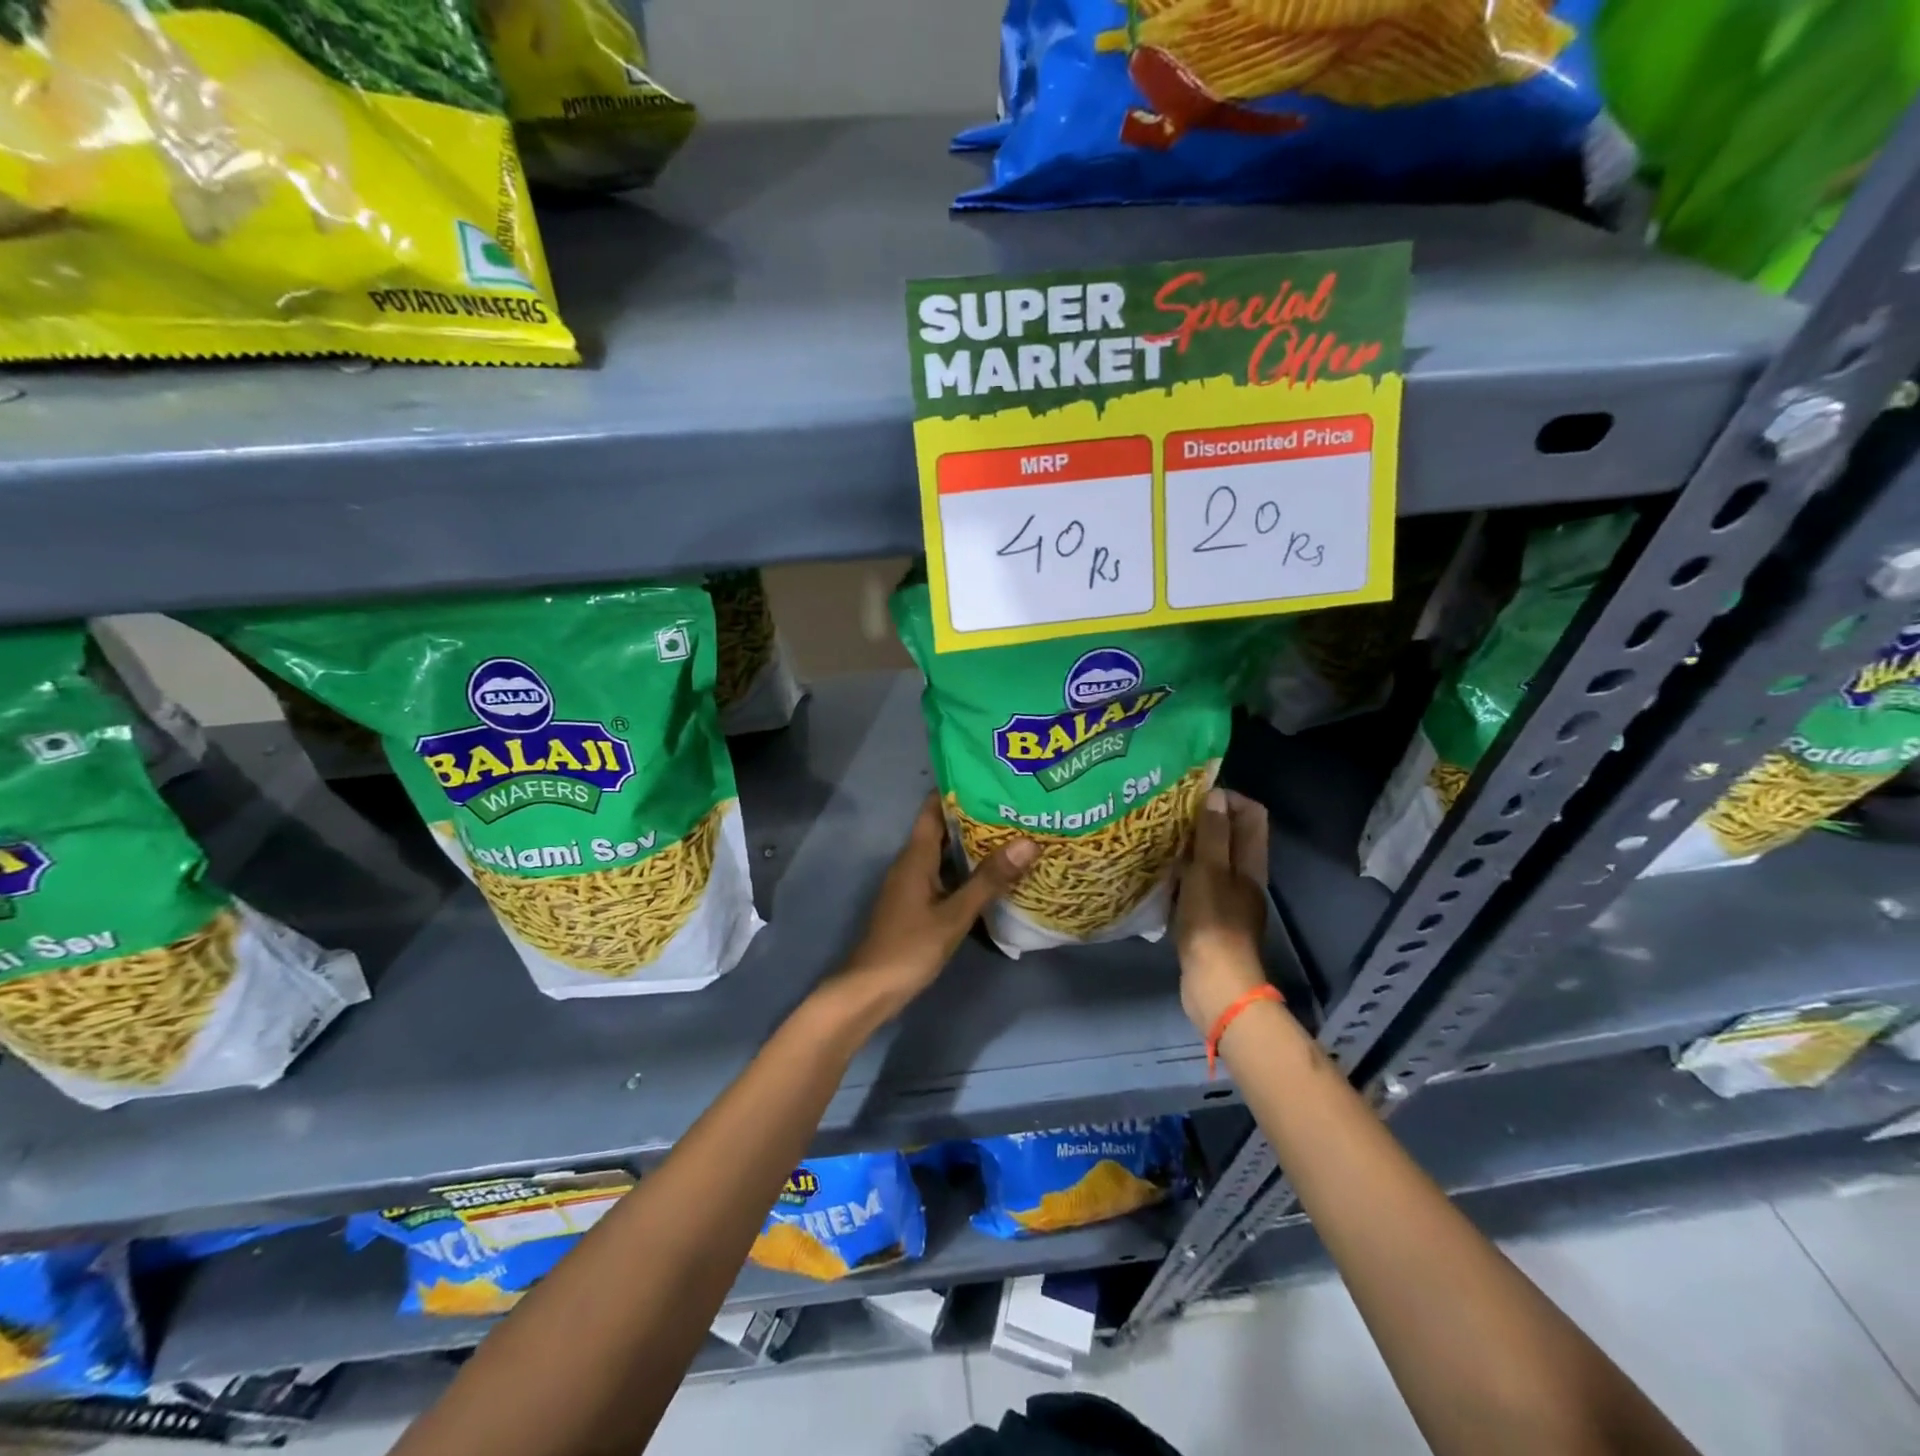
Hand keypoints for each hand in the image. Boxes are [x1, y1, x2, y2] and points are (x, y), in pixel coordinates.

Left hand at [832, 795, 1035, 1023]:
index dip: (959, 790)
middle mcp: (911, 862)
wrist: (871, 989)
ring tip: (1013, 835)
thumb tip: (1027, 842)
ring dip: (973, 845)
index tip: (992, 779)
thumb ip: (989, 880)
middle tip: (1015, 807)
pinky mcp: (916, 903)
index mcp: (915, 855)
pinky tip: (993, 875)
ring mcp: (912, 883)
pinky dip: (966, 870)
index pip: (934, 808)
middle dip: (975, 817)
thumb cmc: (910, 947)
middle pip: (942, 828)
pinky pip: (944, 874)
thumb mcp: (955, 914)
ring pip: (945, 853)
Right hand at [1175, 788, 1271, 1034]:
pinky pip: (1198, 885)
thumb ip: (1213, 834)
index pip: (1251, 814)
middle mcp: (1244, 878)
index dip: (1227, 798)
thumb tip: (1216, 795)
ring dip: (1190, 848)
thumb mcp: (1209, 872)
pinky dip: (1182, 875)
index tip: (1193, 795)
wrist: (1215, 985)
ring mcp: (1229, 900)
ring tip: (1159, 840)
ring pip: (1213, 861)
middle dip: (1204, 820)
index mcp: (1250, 863)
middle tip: (1169, 814)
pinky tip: (1159, 875)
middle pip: (1232, 836)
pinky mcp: (1211, 920)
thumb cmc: (1212, 923)